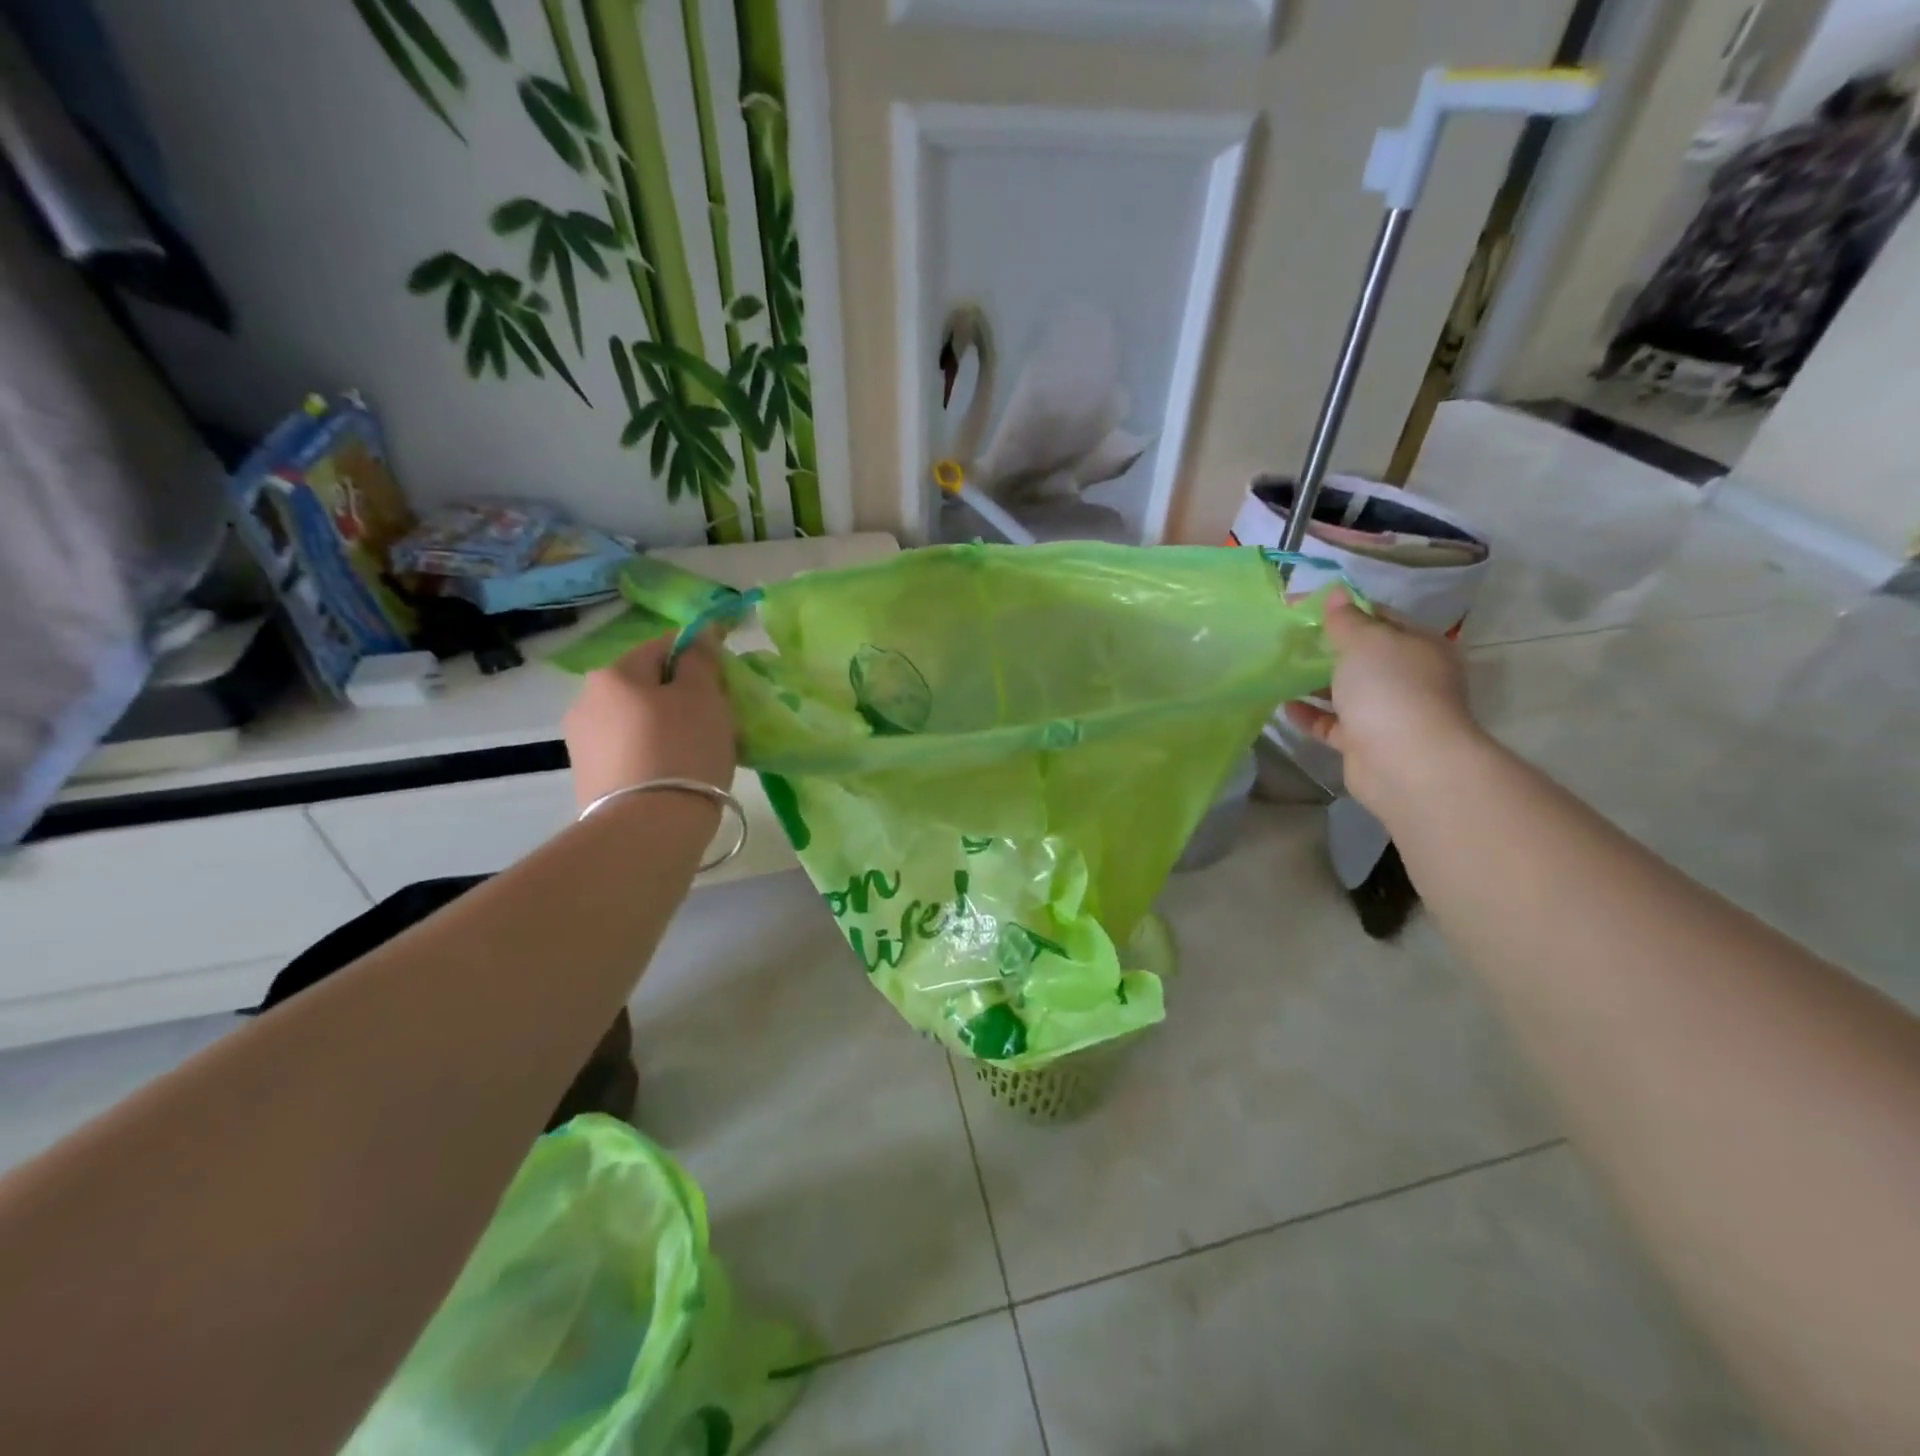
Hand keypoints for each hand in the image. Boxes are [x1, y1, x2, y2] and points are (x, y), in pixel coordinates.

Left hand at [563, 633, 736, 810]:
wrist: (647, 830)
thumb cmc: (682, 750)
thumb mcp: (704, 697)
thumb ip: (701, 659)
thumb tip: (700, 633)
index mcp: (614, 673)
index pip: (664, 645)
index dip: (700, 655)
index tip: (726, 679)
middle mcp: (587, 700)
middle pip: (648, 685)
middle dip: (682, 696)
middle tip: (717, 720)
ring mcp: (582, 742)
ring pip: (638, 719)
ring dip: (667, 726)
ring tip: (699, 752)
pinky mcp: (588, 778)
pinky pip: (630, 751)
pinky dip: (653, 753)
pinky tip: (676, 774)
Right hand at [1285, 589, 1481, 817]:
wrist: (1406, 763)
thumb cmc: (1390, 690)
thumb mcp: (1365, 642)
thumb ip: (1346, 619)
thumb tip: (1335, 593)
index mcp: (1418, 645)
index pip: (1377, 617)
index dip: (1340, 608)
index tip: (1298, 606)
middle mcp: (1409, 677)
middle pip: (1361, 655)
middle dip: (1324, 646)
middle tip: (1284, 637)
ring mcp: (1388, 712)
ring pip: (1346, 690)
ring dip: (1314, 681)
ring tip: (1278, 669)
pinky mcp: (1365, 742)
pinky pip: (1332, 723)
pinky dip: (1310, 714)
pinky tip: (1283, 705)